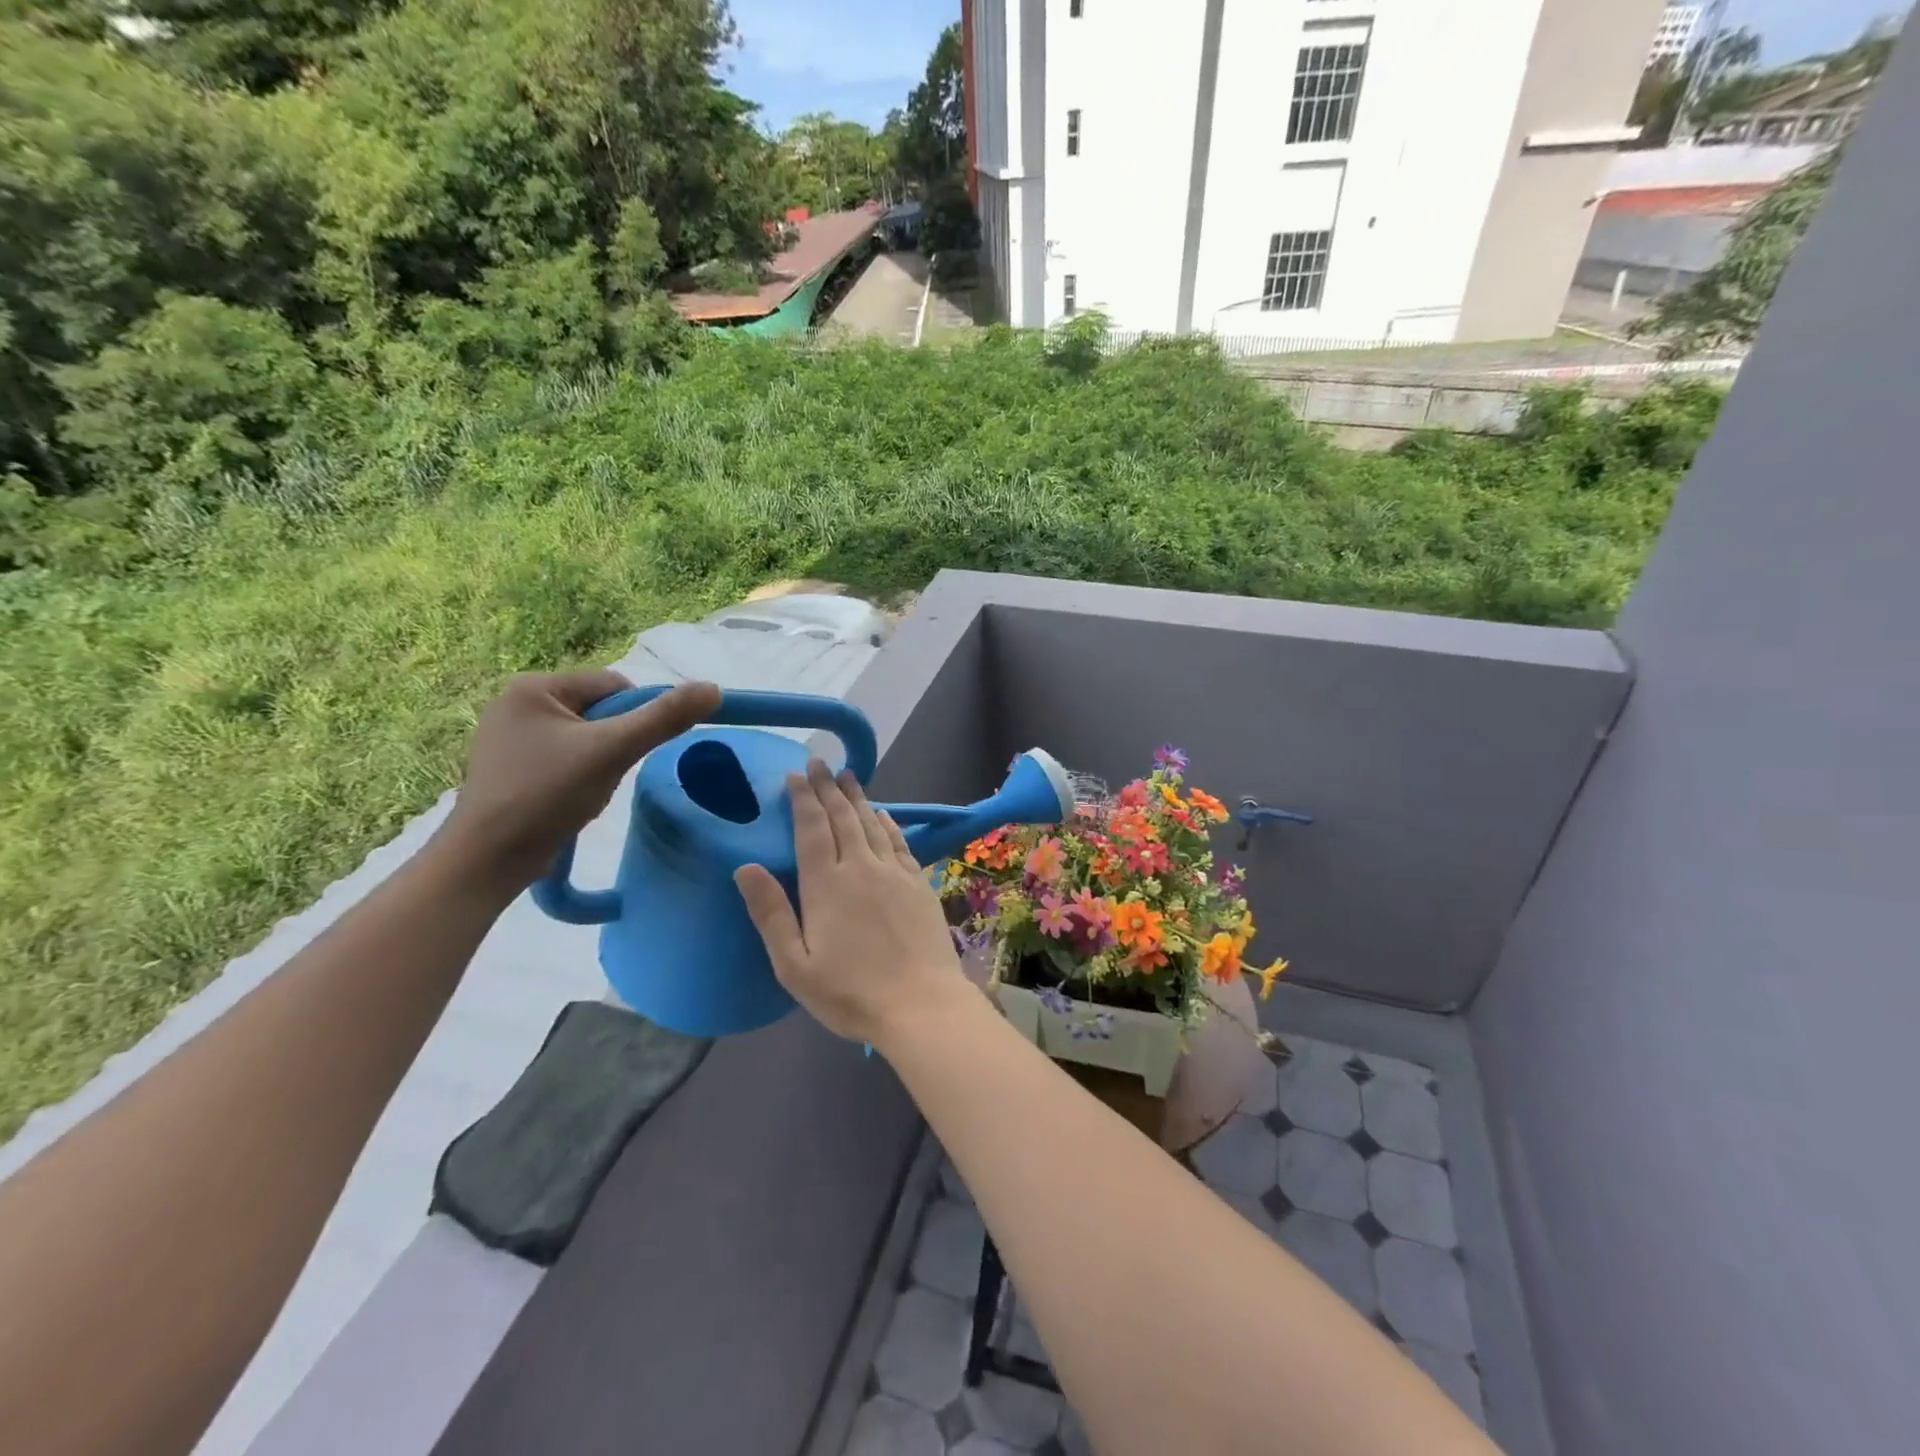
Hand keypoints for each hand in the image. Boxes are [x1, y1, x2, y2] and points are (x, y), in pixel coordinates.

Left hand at [437, 671, 721, 893]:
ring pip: (587, 736)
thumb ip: (665, 718)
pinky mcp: (510, 765)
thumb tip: (713, 689)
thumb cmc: (547, 796)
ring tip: (586, 790)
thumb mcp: (613, 752)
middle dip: (616, 743)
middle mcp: (516, 701)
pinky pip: (566, 756)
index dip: (636, 717)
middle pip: (601, 710)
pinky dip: (580, 774)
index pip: (614, 685)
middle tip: (606, 774)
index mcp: (533, 686)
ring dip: (601, 761)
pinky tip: (571, 798)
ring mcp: (510, 735)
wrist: (488, 860)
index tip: (628, 752)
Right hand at [735, 759, 968, 1045]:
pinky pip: (900, 842)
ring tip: (847, 776)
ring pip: (872, 824)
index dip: (803, 799)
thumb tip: (745, 867)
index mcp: (826, 885)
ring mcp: (894, 873)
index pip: (811, 830)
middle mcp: (861, 868)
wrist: (920, 1004)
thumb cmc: (850, 992)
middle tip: (820, 763)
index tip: (796, 774)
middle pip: (842, 818)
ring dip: (857, 798)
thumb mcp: (794, 965)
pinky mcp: (919, 883)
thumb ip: (771, 913)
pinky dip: (889, 823)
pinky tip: (884, 814)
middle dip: (828, 788)